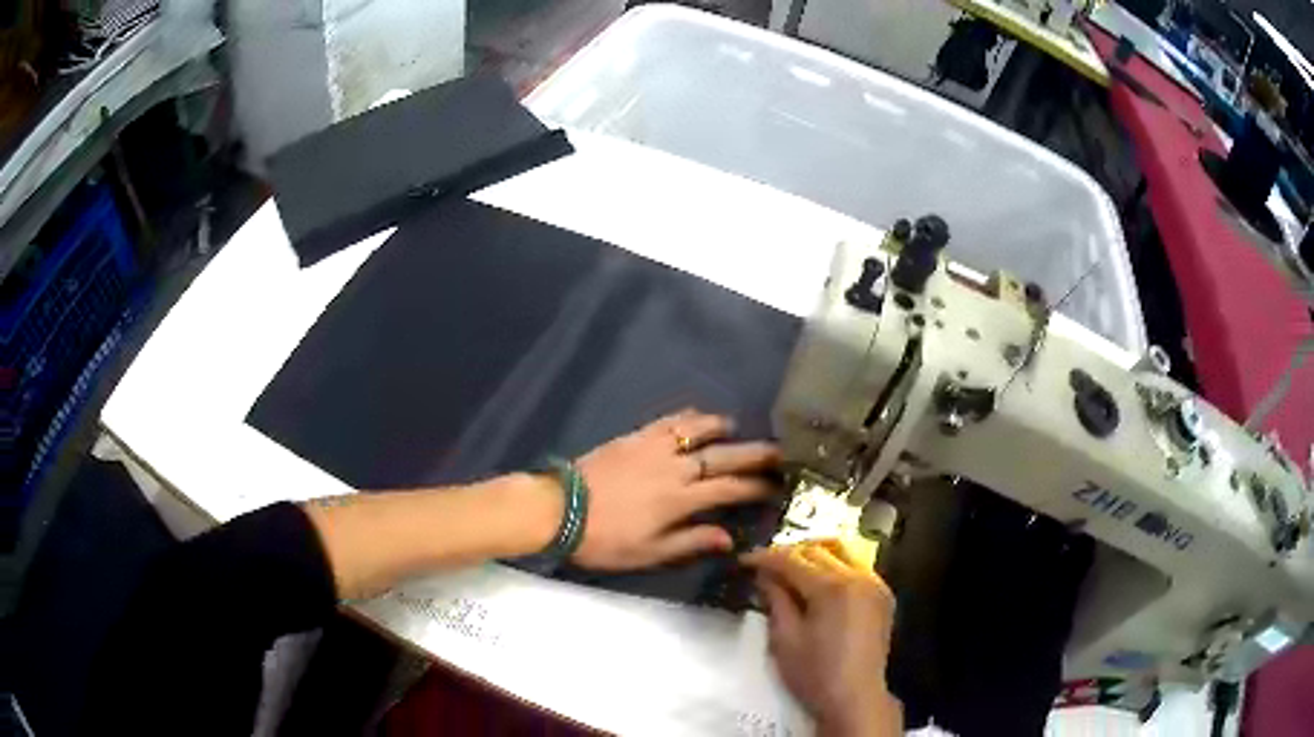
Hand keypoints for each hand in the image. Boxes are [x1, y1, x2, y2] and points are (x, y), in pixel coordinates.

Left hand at [570, 409, 779, 569]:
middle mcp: (674, 468)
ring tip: (736, 429)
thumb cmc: (604, 539)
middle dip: (755, 454)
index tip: (777, 486)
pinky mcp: (634, 437)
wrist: (559, 509)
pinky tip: (696, 417)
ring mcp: (653, 448)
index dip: (757, 487)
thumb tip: (728, 538)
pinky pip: (668, 421)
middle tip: (780, 451)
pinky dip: (687, 417)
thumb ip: (690, 542)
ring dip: (721, 428)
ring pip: (697, 430)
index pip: (729, 489)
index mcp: (680, 499)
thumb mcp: (649, 553)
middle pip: (723, 456)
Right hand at [743, 541, 900, 736]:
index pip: (793, 560)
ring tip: (790, 571)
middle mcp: (859, 576)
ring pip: (841, 552)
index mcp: (833, 588)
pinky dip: (834, 567)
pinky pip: (856, 567)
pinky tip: (818, 584)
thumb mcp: (785, 639)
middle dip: (789, 554)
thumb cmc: (814, 674)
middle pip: (818, 550)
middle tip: (765, 568)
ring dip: (813, 555)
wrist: (855, 698)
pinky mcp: (883, 595)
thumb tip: (764, 575)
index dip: (765, 557)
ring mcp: (875, 584)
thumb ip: (775, 599)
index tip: (744, 561)